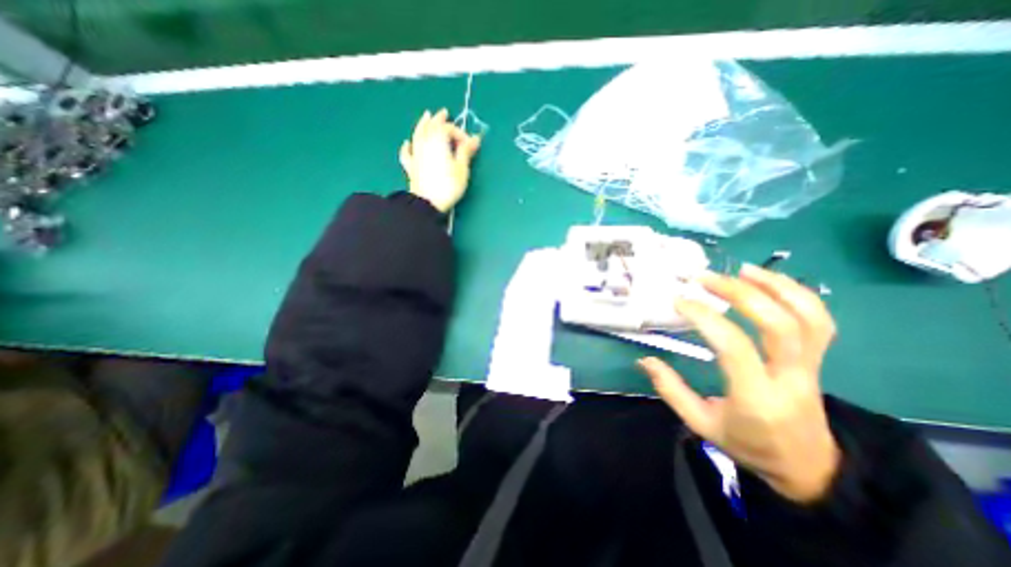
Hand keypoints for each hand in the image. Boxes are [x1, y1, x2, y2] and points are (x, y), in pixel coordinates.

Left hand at [399, 109, 481, 213]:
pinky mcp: (411, 167)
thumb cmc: (448, 185)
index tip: (469, 145)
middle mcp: (425, 143)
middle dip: (438, 119)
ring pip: (417, 134)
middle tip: (443, 112)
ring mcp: (416, 154)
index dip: (460, 134)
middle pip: (430, 126)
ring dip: (422, 124)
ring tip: (426, 116)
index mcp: (439, 141)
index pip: (448, 129)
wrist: (428, 202)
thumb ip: (466, 152)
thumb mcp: (462, 169)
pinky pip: (407, 153)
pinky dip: (407, 147)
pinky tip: (407, 143)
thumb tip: (475, 138)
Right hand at [639, 265, 846, 501]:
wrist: (809, 467)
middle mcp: (790, 378)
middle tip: (705, 278)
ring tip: (741, 269)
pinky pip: (818, 319)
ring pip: (808, 317)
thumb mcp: (702, 425)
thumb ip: (671, 390)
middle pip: (779, 324)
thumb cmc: (748, 444)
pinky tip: (767, 280)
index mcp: (757, 397)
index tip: (680, 301)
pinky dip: (795, 293)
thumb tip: (644, 360)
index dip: (705, 318)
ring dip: (775, 286)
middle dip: (740, 293)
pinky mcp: (818, 358)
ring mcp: (811, 366)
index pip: (734, 346)